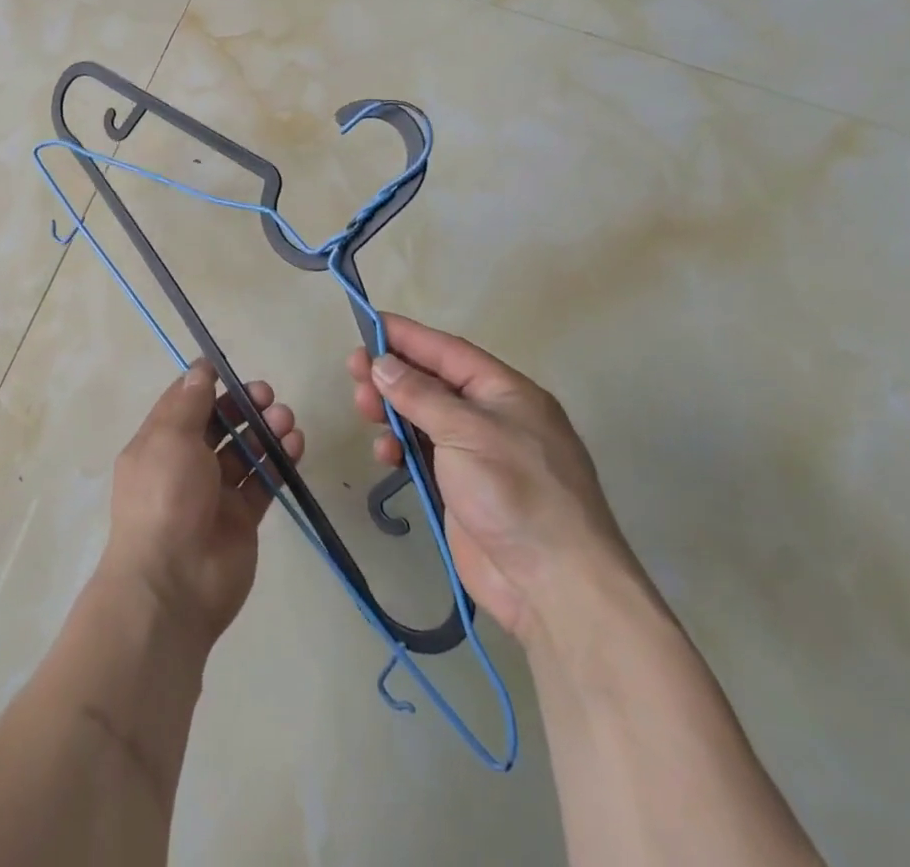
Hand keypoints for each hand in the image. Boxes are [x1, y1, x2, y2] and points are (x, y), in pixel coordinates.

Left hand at [99, 361, 305, 646]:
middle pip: (218, 424)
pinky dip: (279, 461)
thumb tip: (200, 368)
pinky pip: (262, 481)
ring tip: (286, 419)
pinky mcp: (242, 518)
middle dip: (242, 405)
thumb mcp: (170, 438)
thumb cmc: (165, 497)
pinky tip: (295, 444)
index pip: (183, 404)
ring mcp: (215, 492)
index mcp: (158, 443)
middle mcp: (184, 464)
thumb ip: (190, 402)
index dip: (205, 384)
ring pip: (244, 451)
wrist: (174, 582)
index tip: (229, 369)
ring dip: (265, 430)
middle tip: (267, 395)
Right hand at [348, 315, 635, 646]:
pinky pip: (422, 454)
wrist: (555, 585)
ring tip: (363, 410)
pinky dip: (400, 448)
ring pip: (422, 417)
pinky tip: (385, 455)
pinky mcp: (462, 489)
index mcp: (506, 393)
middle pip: (432, 383)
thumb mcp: (467, 433)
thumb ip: (420, 395)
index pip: (448, 351)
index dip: (407, 336)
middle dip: (392, 375)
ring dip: (391, 410)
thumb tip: (382, 364)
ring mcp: (477, 455)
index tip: (367, 323)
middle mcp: (492, 417)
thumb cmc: (516, 492)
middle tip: (353, 371)